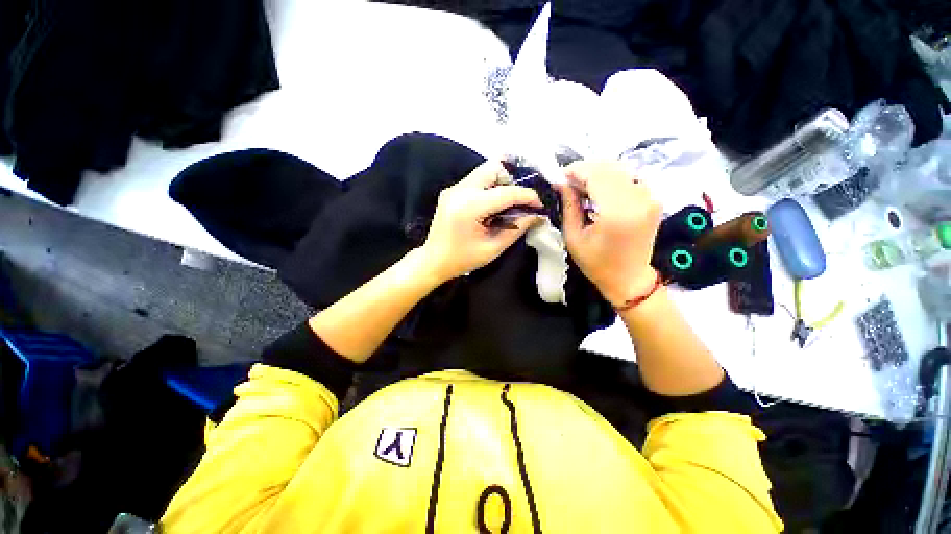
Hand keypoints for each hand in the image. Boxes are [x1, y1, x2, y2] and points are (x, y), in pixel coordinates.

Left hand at [421, 161, 542, 282]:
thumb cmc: (462, 259)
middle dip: (512, 181)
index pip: (506, 192)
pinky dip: (489, 187)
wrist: (433, 261)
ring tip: (507, 203)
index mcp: (469, 207)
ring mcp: (453, 189)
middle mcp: (460, 191)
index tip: (539, 204)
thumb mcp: (493, 248)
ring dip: (501, 182)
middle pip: (493, 168)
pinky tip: (492, 205)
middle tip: (520, 201)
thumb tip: (537, 215)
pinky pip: (475, 180)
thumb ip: (516, 229)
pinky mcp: (451, 191)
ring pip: (484, 171)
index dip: (527, 196)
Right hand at [557, 161, 661, 306]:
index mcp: (617, 212)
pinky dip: (612, 179)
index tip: (561, 176)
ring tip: (582, 187)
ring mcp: (650, 198)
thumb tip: (561, 183)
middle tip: (569, 182)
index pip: (596, 174)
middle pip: (609, 168)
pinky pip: (630, 178)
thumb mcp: (574, 237)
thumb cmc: (596, 263)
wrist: (628, 278)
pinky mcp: (653, 200)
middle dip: (586, 170)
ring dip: (598, 173)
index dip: (576, 170)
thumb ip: (569, 206)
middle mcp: (638, 199)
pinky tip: (600, 191)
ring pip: (620, 169)